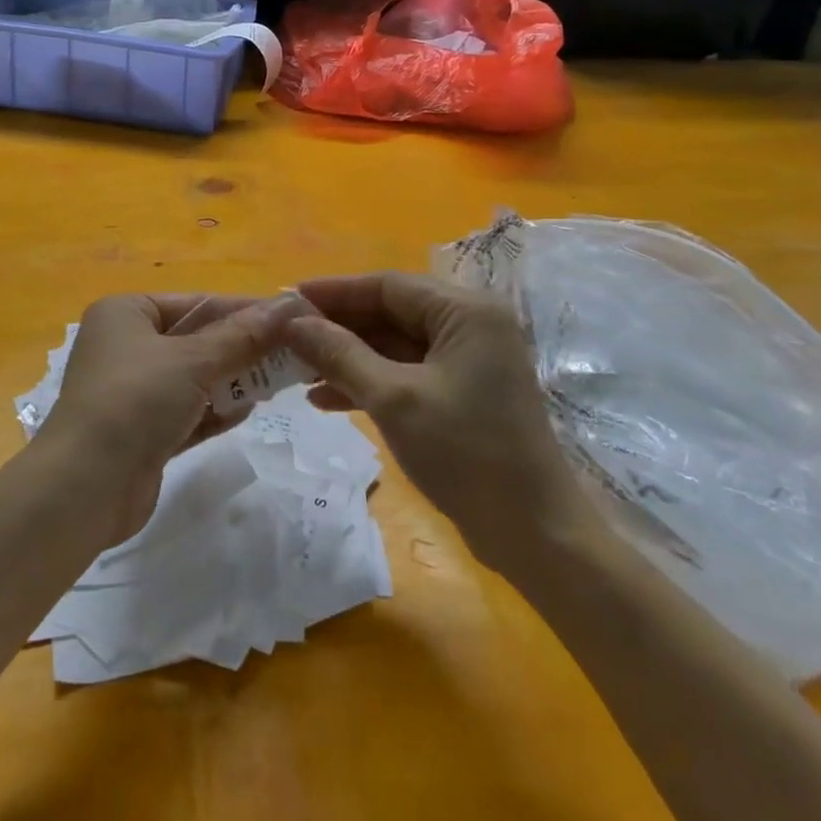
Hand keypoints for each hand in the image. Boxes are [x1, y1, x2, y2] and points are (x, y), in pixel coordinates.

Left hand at [36, 294, 297, 545]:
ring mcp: (133, 391)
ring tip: (279, 381)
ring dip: (233, 380)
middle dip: (243, 348)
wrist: (83, 488)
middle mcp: (126, 346)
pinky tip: (249, 410)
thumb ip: (243, 336)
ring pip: (195, 377)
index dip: (245, 310)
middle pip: (198, 339)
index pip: (197, 304)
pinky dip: (216, 410)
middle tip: (293, 353)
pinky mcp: (142, 432)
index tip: (293, 317)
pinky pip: (188, 411)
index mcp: (127, 313)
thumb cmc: (134, 401)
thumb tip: (289, 306)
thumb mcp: (193, 361)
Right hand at [285, 273, 595, 572]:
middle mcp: (470, 325)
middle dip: (337, 328)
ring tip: (297, 372)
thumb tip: (292, 321)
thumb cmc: (465, 453)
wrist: (534, 534)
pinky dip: (369, 382)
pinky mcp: (461, 392)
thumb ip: (340, 353)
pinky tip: (326, 399)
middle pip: (390, 312)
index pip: (387, 285)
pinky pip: (406, 372)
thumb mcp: (393, 398)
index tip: (287, 299)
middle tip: (287, 338)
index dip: (335, 292)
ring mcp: (467, 360)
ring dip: (348, 358)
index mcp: (465, 311)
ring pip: (394, 345)